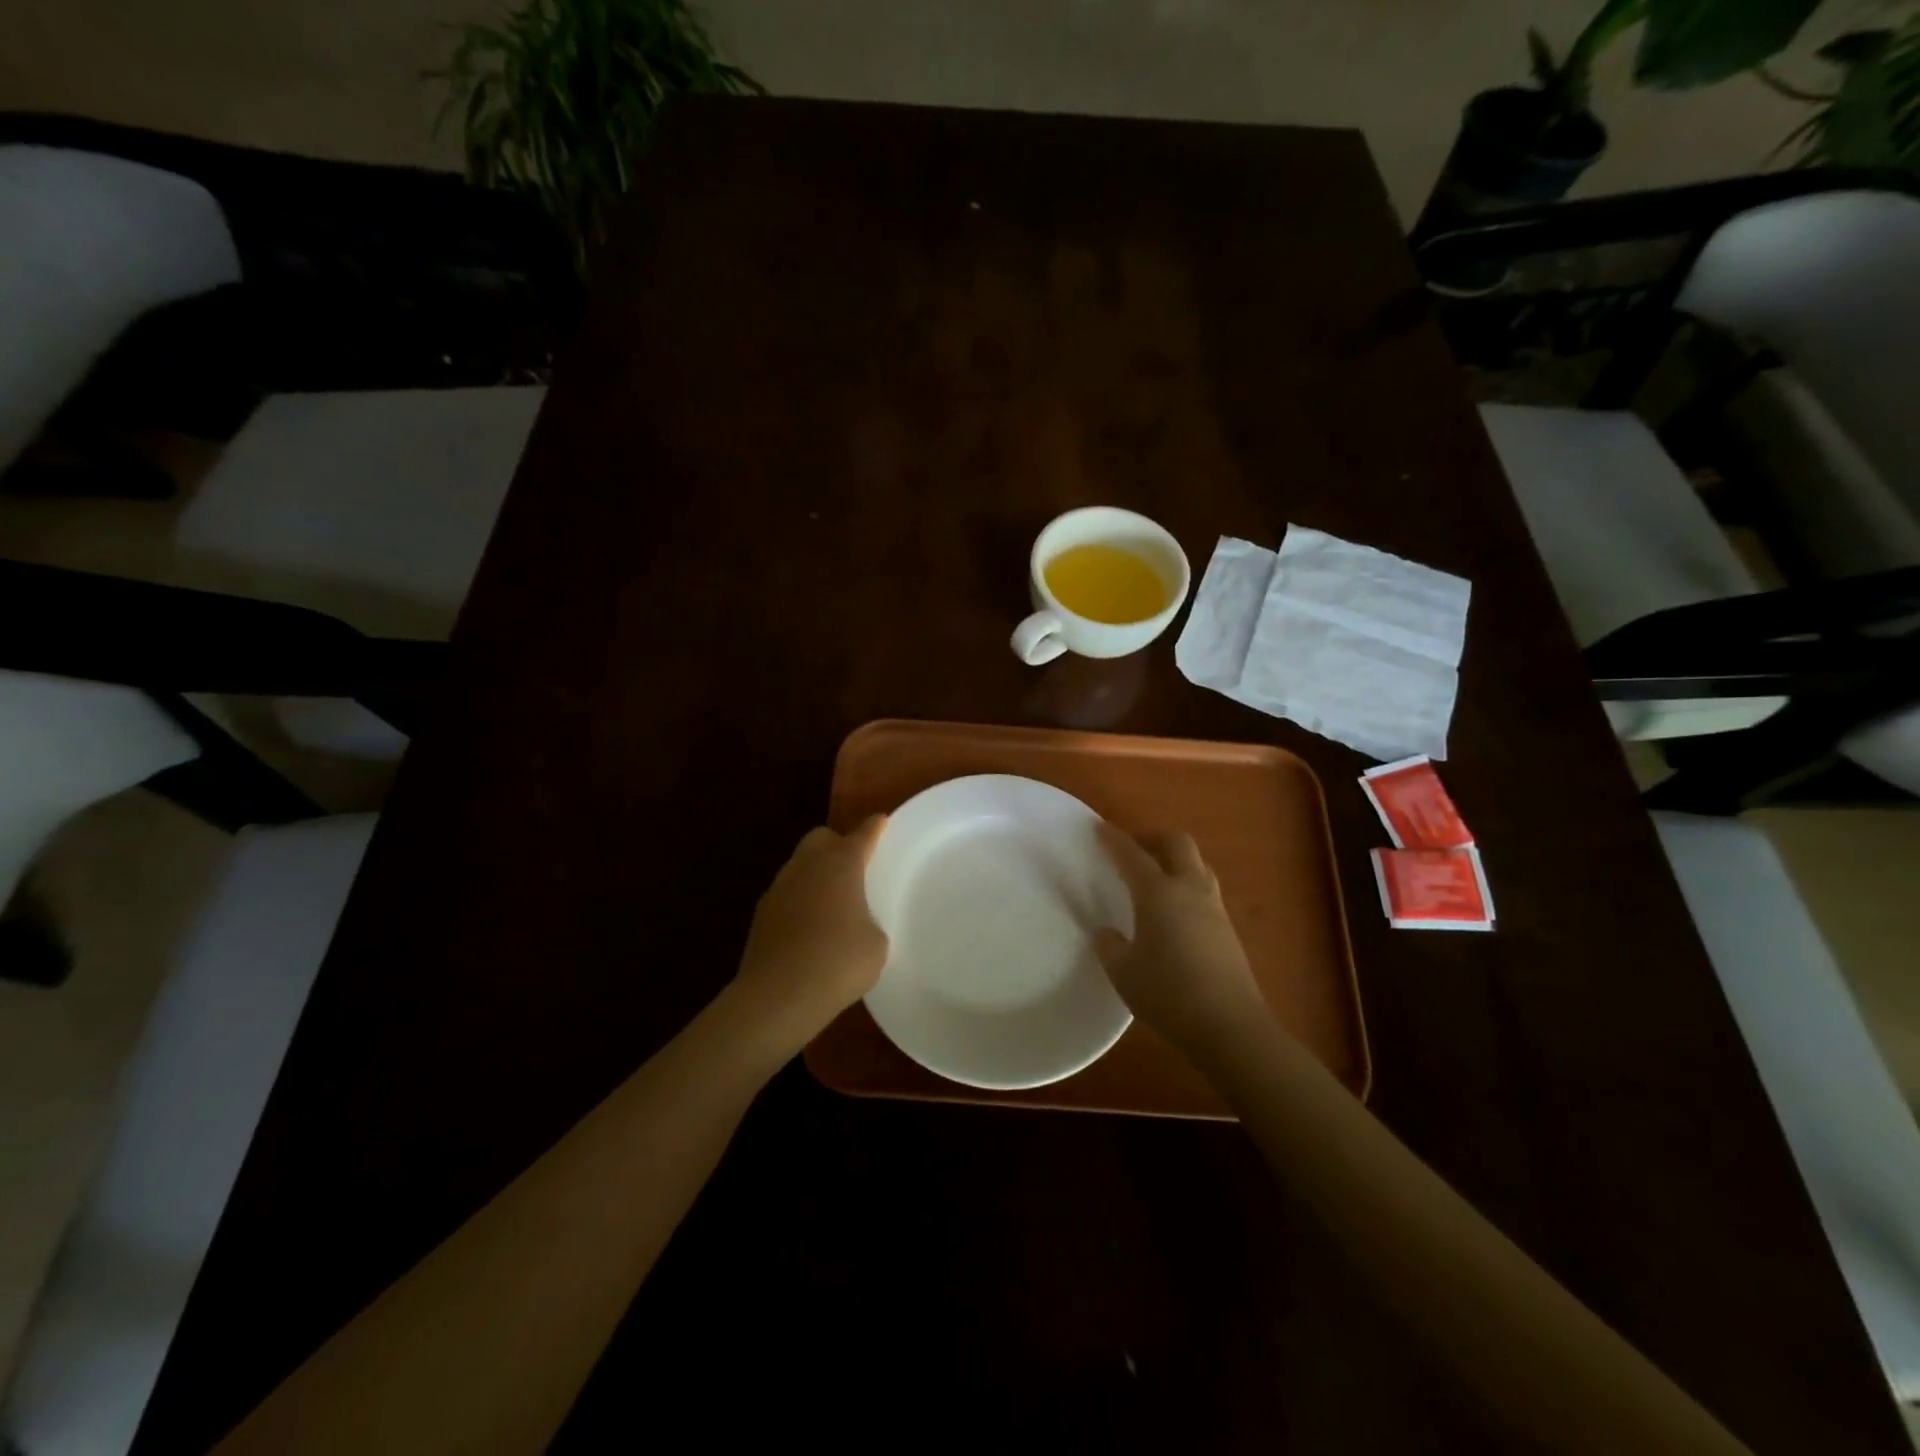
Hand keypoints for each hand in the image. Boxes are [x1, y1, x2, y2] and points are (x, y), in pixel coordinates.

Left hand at [732, 817, 888, 1048]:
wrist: (778, 995)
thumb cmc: (839, 962)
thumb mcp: (875, 944)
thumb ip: (869, 922)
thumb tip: (856, 924)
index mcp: (841, 864)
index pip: (862, 836)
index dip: (874, 828)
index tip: (881, 821)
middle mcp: (807, 867)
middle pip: (821, 838)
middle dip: (837, 843)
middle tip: (853, 864)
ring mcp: (779, 889)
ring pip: (799, 865)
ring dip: (815, 873)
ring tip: (832, 900)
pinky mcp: (761, 915)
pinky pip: (786, 894)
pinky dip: (800, 900)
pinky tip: (810, 925)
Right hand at [1095, 824, 1269, 1063]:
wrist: (1229, 1026)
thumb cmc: (1168, 994)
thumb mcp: (1124, 972)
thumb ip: (1110, 946)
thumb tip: (1107, 933)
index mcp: (1158, 893)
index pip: (1132, 855)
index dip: (1114, 839)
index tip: (1099, 828)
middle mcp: (1189, 889)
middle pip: (1177, 843)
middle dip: (1153, 838)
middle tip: (1132, 850)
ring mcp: (1213, 907)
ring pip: (1196, 863)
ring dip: (1174, 858)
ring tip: (1154, 876)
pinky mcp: (1227, 927)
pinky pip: (1204, 887)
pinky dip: (1186, 883)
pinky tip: (1173, 909)